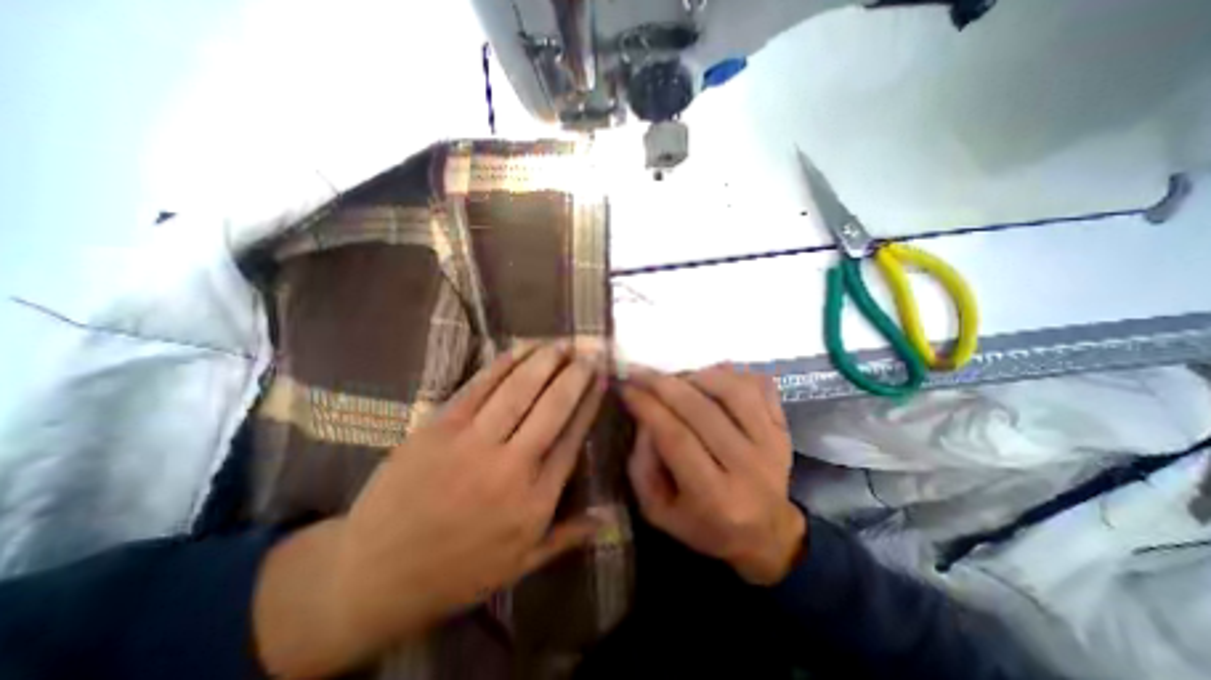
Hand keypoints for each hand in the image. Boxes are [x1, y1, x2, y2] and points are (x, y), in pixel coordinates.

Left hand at [251, 343, 604, 677]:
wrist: (373, 574)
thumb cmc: (456, 570)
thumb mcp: (520, 565)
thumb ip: (567, 537)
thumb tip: (608, 518)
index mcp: (533, 500)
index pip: (573, 438)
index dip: (589, 404)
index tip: (602, 381)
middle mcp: (510, 466)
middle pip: (552, 407)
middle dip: (576, 375)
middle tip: (591, 353)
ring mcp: (472, 442)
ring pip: (519, 389)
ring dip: (546, 360)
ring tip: (564, 343)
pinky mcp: (440, 426)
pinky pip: (480, 385)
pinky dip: (506, 362)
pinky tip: (523, 347)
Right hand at [625, 366, 800, 583]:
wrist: (765, 534)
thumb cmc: (704, 525)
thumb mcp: (658, 511)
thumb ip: (642, 466)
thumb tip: (644, 417)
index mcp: (715, 498)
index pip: (676, 438)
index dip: (647, 407)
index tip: (625, 387)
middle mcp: (748, 468)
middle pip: (702, 410)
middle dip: (663, 384)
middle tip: (638, 372)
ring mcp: (772, 444)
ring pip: (733, 390)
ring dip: (697, 375)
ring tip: (676, 379)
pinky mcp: (783, 428)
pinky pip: (758, 386)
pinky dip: (731, 373)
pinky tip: (709, 377)